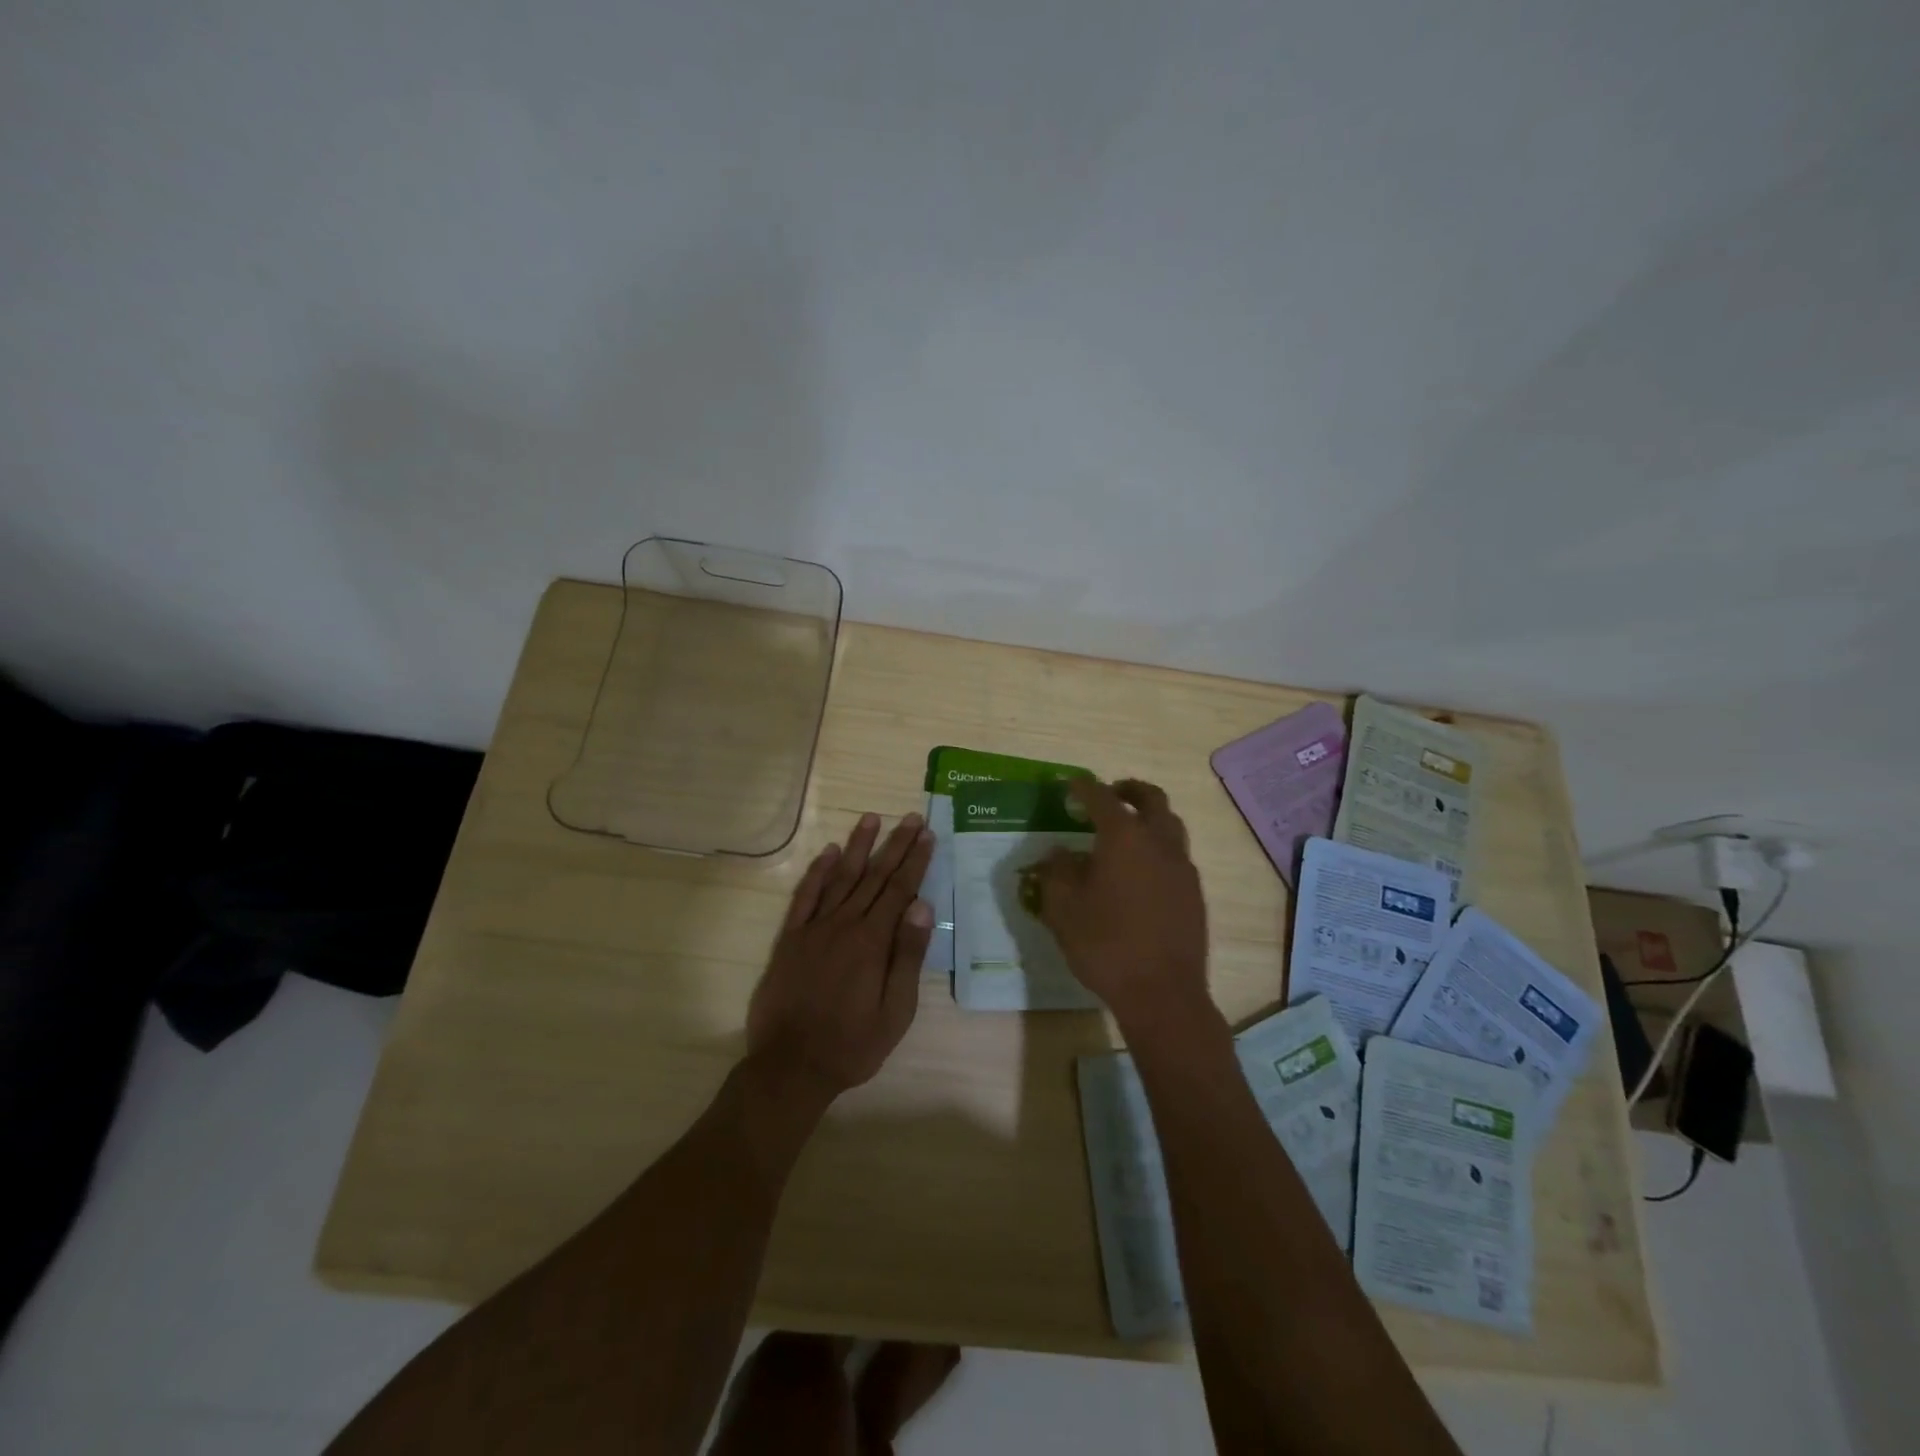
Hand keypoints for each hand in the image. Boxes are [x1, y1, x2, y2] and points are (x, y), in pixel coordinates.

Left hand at [746, 812, 935, 1101]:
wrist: (791, 1066)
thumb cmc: (852, 1044)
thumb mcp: (895, 1011)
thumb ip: (907, 956)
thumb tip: (922, 906)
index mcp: (872, 941)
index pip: (900, 890)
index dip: (915, 861)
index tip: (927, 834)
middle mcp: (844, 924)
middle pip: (874, 876)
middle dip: (895, 845)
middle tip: (911, 817)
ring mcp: (814, 928)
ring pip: (840, 877)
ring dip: (857, 846)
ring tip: (871, 819)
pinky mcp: (790, 938)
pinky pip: (805, 896)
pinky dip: (817, 872)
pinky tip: (828, 852)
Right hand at [1032, 779, 1210, 1029]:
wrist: (1162, 994)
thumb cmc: (1105, 945)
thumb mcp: (1063, 909)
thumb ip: (1056, 873)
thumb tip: (1057, 853)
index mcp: (1124, 837)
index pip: (1102, 797)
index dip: (1084, 787)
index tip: (1071, 784)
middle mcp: (1159, 842)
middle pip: (1151, 798)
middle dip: (1129, 790)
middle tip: (1110, 794)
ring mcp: (1182, 867)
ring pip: (1170, 824)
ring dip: (1149, 817)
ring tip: (1127, 831)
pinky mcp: (1194, 893)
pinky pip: (1177, 854)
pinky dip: (1159, 847)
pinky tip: (1141, 872)